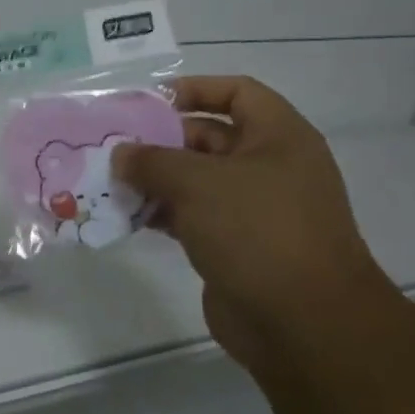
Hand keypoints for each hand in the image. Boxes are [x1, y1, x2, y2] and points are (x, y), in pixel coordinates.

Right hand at [112, 77, 389, 364]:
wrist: (303, 324)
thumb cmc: (257, 231)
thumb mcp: (198, 183)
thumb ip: (152, 161)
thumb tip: (121, 154)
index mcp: (278, 137)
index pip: (237, 92)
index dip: (195, 89)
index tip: (149, 101)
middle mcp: (270, 167)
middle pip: (210, 137)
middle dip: (162, 140)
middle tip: (114, 146)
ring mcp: (255, 210)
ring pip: (198, 181)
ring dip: (156, 180)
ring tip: (111, 181)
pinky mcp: (237, 246)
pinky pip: (194, 217)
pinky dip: (163, 213)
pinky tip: (128, 216)